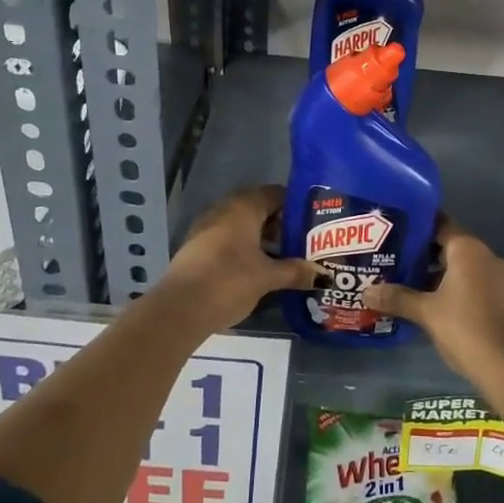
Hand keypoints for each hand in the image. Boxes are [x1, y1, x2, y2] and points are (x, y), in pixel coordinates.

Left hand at [160, 185, 319, 331]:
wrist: (179, 309)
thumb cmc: (229, 281)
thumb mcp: (268, 277)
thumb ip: (295, 271)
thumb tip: (323, 274)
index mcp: (244, 207)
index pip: (275, 194)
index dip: (294, 204)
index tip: (312, 220)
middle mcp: (224, 210)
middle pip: (258, 208)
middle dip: (279, 223)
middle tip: (301, 239)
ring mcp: (207, 228)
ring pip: (241, 225)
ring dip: (261, 237)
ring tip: (284, 255)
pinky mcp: (197, 248)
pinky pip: (228, 239)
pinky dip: (244, 247)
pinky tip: (257, 267)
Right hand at [364, 219, 503, 385]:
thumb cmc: (464, 327)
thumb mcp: (425, 311)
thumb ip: (397, 297)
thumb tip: (366, 291)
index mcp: (468, 249)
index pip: (439, 224)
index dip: (416, 227)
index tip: (394, 231)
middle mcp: (485, 255)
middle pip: (449, 245)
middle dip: (422, 253)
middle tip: (393, 258)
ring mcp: (497, 276)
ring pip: (461, 265)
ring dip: (437, 272)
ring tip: (406, 280)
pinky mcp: (502, 297)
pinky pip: (471, 281)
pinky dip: (452, 285)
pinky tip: (430, 300)